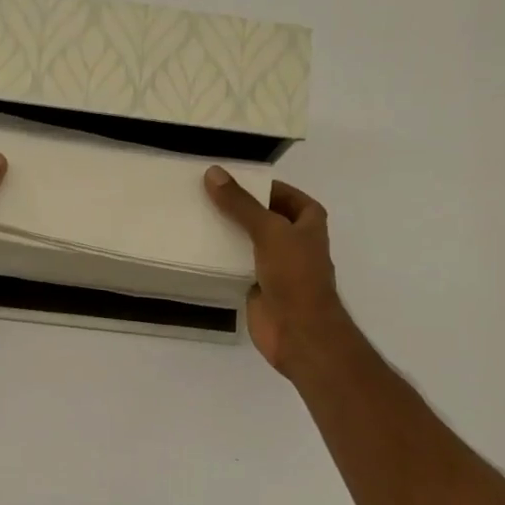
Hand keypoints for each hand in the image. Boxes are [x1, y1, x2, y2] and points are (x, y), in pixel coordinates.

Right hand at [204, 168, 347, 375]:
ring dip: (228, 234)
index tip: (230, 180)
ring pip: (249, 242)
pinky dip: (222, 260)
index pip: (283, 194)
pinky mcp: (258, 287)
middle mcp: (295, 241)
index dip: (262, 186)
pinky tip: (198, 249)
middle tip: (205, 196)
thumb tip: (213, 173)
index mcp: (308, 223)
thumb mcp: (268, 230)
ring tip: (196, 218)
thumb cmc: (294, 275)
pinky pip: (237, 266)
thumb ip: (241, 203)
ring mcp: (277, 266)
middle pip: (263, 217)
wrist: (298, 330)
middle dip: (239, 209)